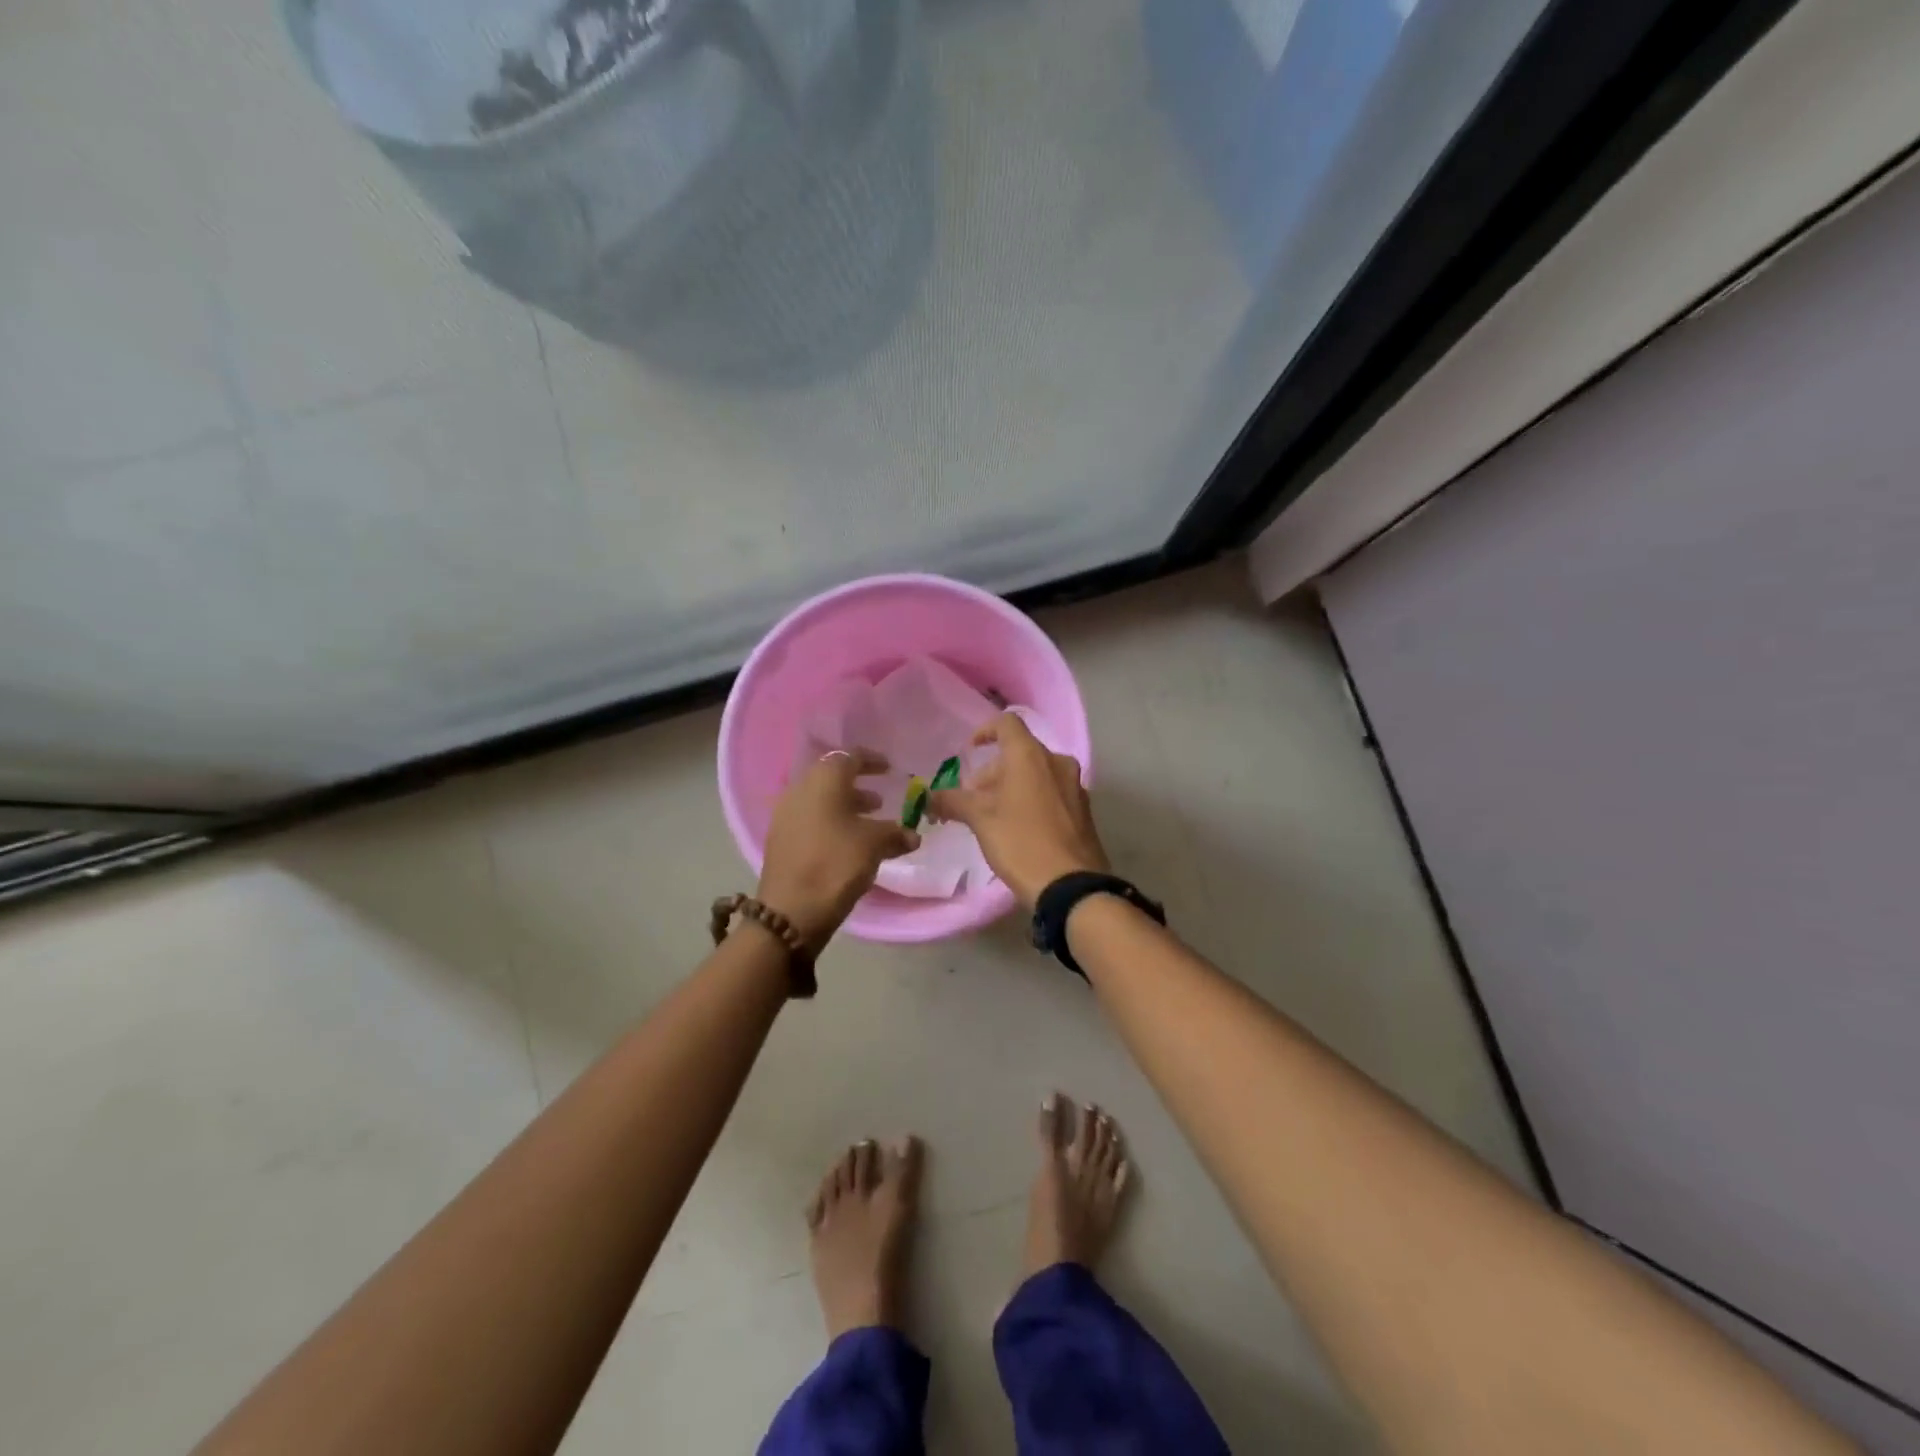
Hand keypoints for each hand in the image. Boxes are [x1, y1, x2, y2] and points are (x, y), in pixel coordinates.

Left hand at [758, 749, 919, 946]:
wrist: (790, 912)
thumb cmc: (835, 865)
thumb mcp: (873, 846)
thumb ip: (895, 834)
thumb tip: (913, 835)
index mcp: (822, 782)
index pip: (848, 757)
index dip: (871, 760)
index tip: (889, 768)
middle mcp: (799, 791)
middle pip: (831, 779)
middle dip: (857, 786)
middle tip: (881, 799)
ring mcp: (786, 816)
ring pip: (820, 801)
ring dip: (846, 807)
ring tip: (870, 821)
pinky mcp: (781, 840)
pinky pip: (811, 820)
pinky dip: (832, 823)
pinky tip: (849, 843)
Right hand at [928, 713, 1109, 910]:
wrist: (1071, 886)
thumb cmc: (1021, 843)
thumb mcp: (980, 821)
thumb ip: (953, 802)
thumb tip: (929, 797)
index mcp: (1030, 756)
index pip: (1006, 723)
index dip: (984, 732)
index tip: (969, 753)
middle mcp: (1056, 762)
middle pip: (1019, 752)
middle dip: (992, 772)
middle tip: (973, 799)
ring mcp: (1074, 786)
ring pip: (1036, 773)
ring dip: (1011, 786)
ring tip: (993, 816)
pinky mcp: (1083, 809)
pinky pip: (1052, 792)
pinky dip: (1032, 799)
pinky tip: (1019, 828)